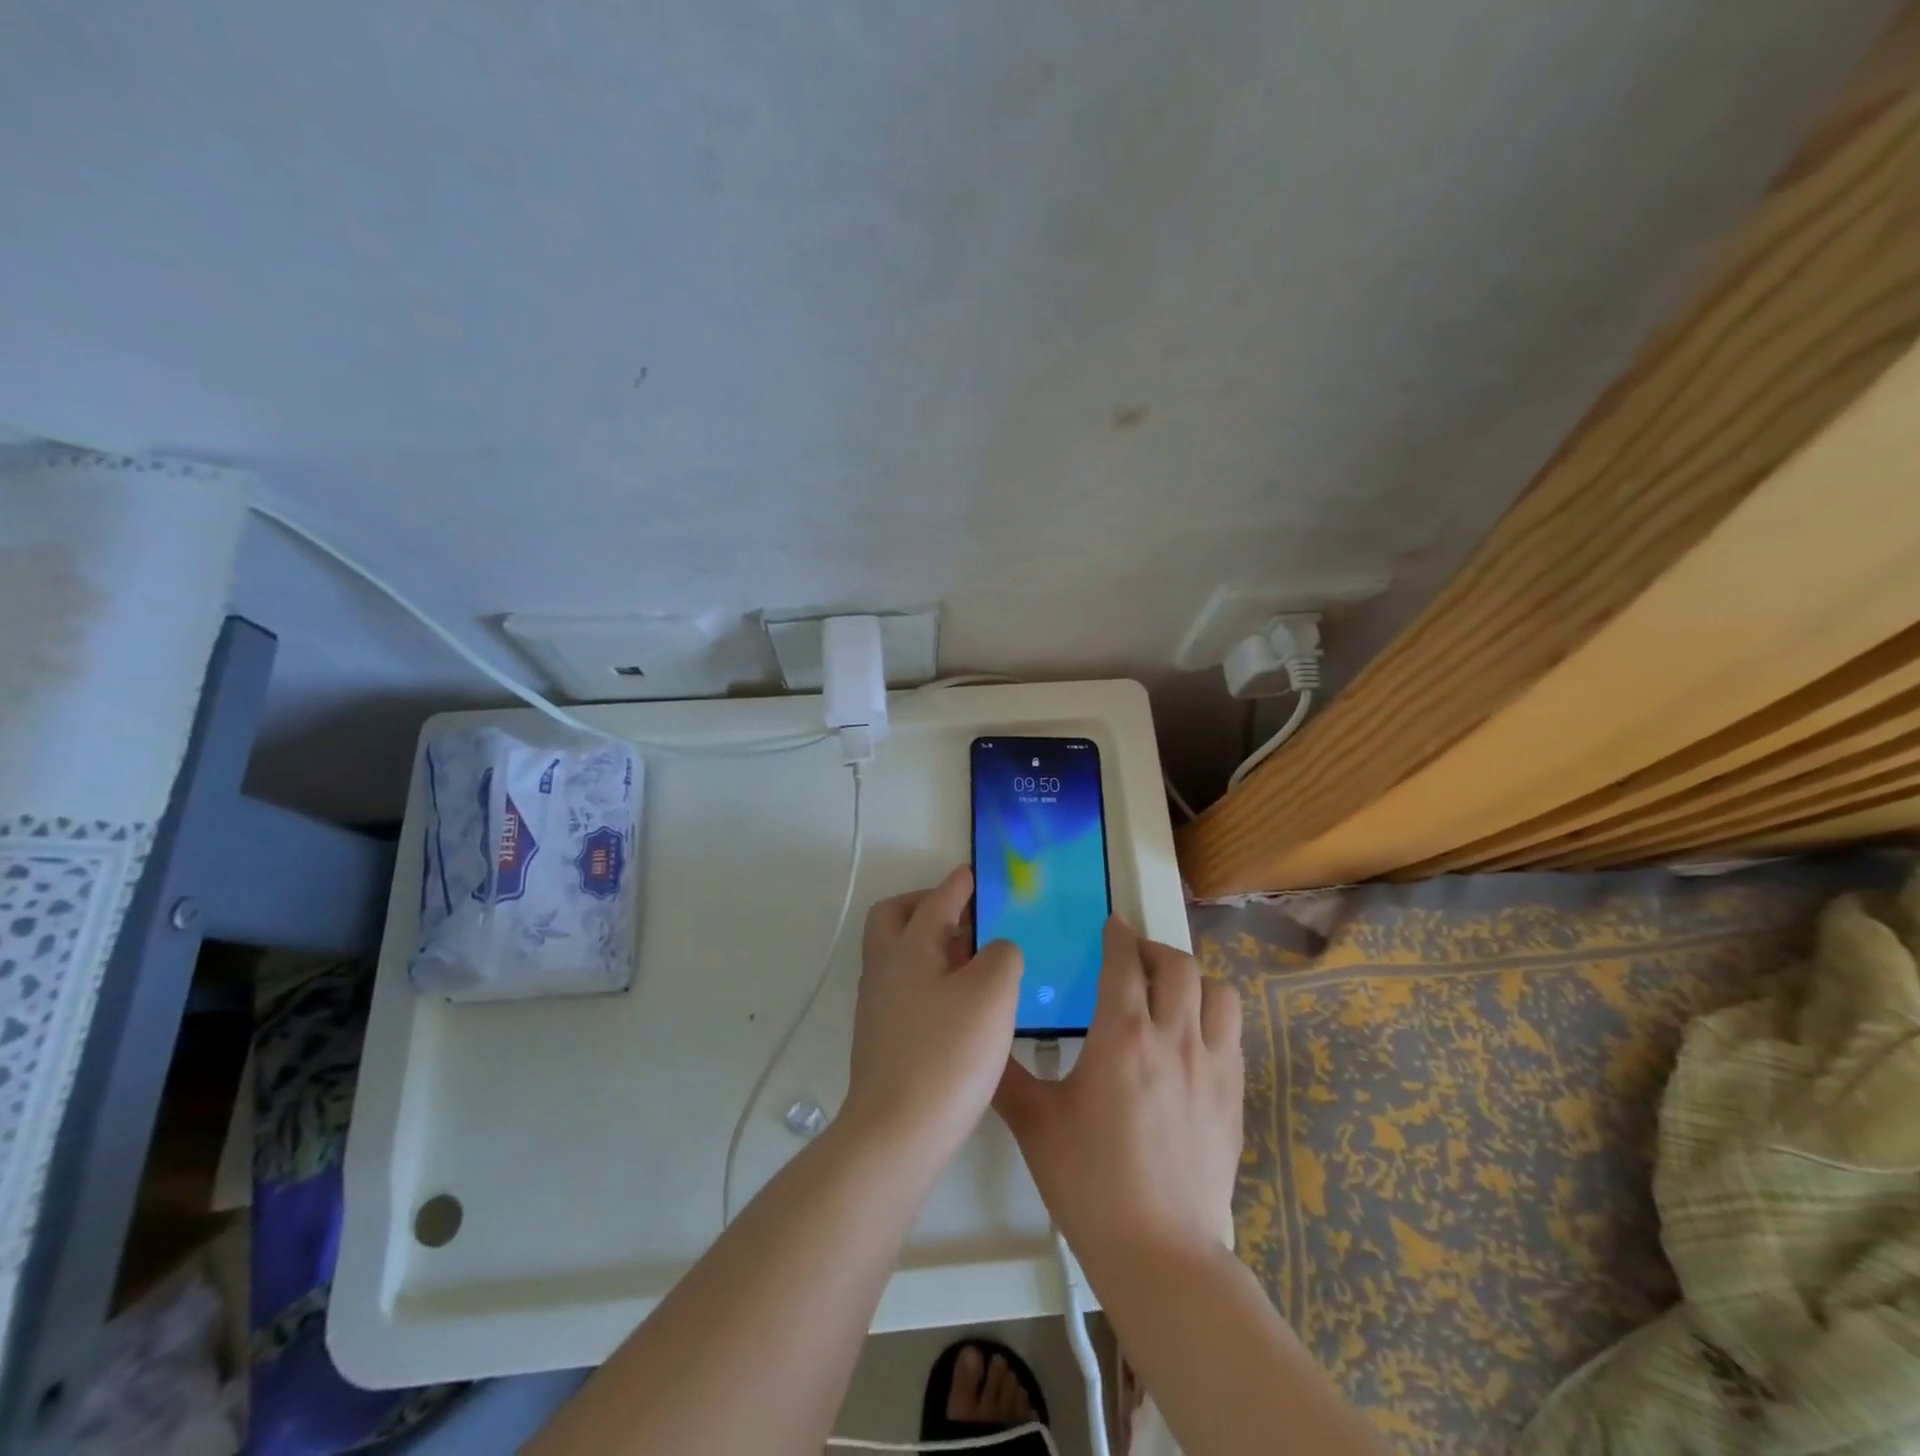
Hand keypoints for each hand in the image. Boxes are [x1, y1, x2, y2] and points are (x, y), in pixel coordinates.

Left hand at [845, 867, 1023, 1157]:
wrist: (897, 1134)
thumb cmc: (947, 1054)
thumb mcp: (992, 993)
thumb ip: (1002, 955)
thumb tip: (996, 950)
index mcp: (907, 948)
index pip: (935, 901)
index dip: (959, 884)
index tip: (975, 874)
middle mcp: (884, 969)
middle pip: (893, 918)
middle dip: (925, 906)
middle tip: (963, 915)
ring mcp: (878, 1006)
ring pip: (899, 955)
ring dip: (930, 944)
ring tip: (973, 958)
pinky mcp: (882, 1038)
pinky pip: (906, 987)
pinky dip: (930, 978)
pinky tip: (961, 1003)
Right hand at [994, 919, 1242, 1279]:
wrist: (1160, 1253)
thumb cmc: (1090, 1183)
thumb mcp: (1035, 1124)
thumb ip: (1006, 1075)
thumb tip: (984, 1041)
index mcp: (1122, 1036)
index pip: (1124, 962)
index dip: (1118, 935)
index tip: (1111, 925)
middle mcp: (1173, 1037)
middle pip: (1177, 964)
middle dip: (1152, 949)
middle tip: (1132, 959)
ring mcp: (1212, 1065)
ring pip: (1217, 991)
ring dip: (1192, 979)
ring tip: (1168, 993)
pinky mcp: (1234, 1094)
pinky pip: (1232, 1032)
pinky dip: (1212, 1016)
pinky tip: (1191, 1038)